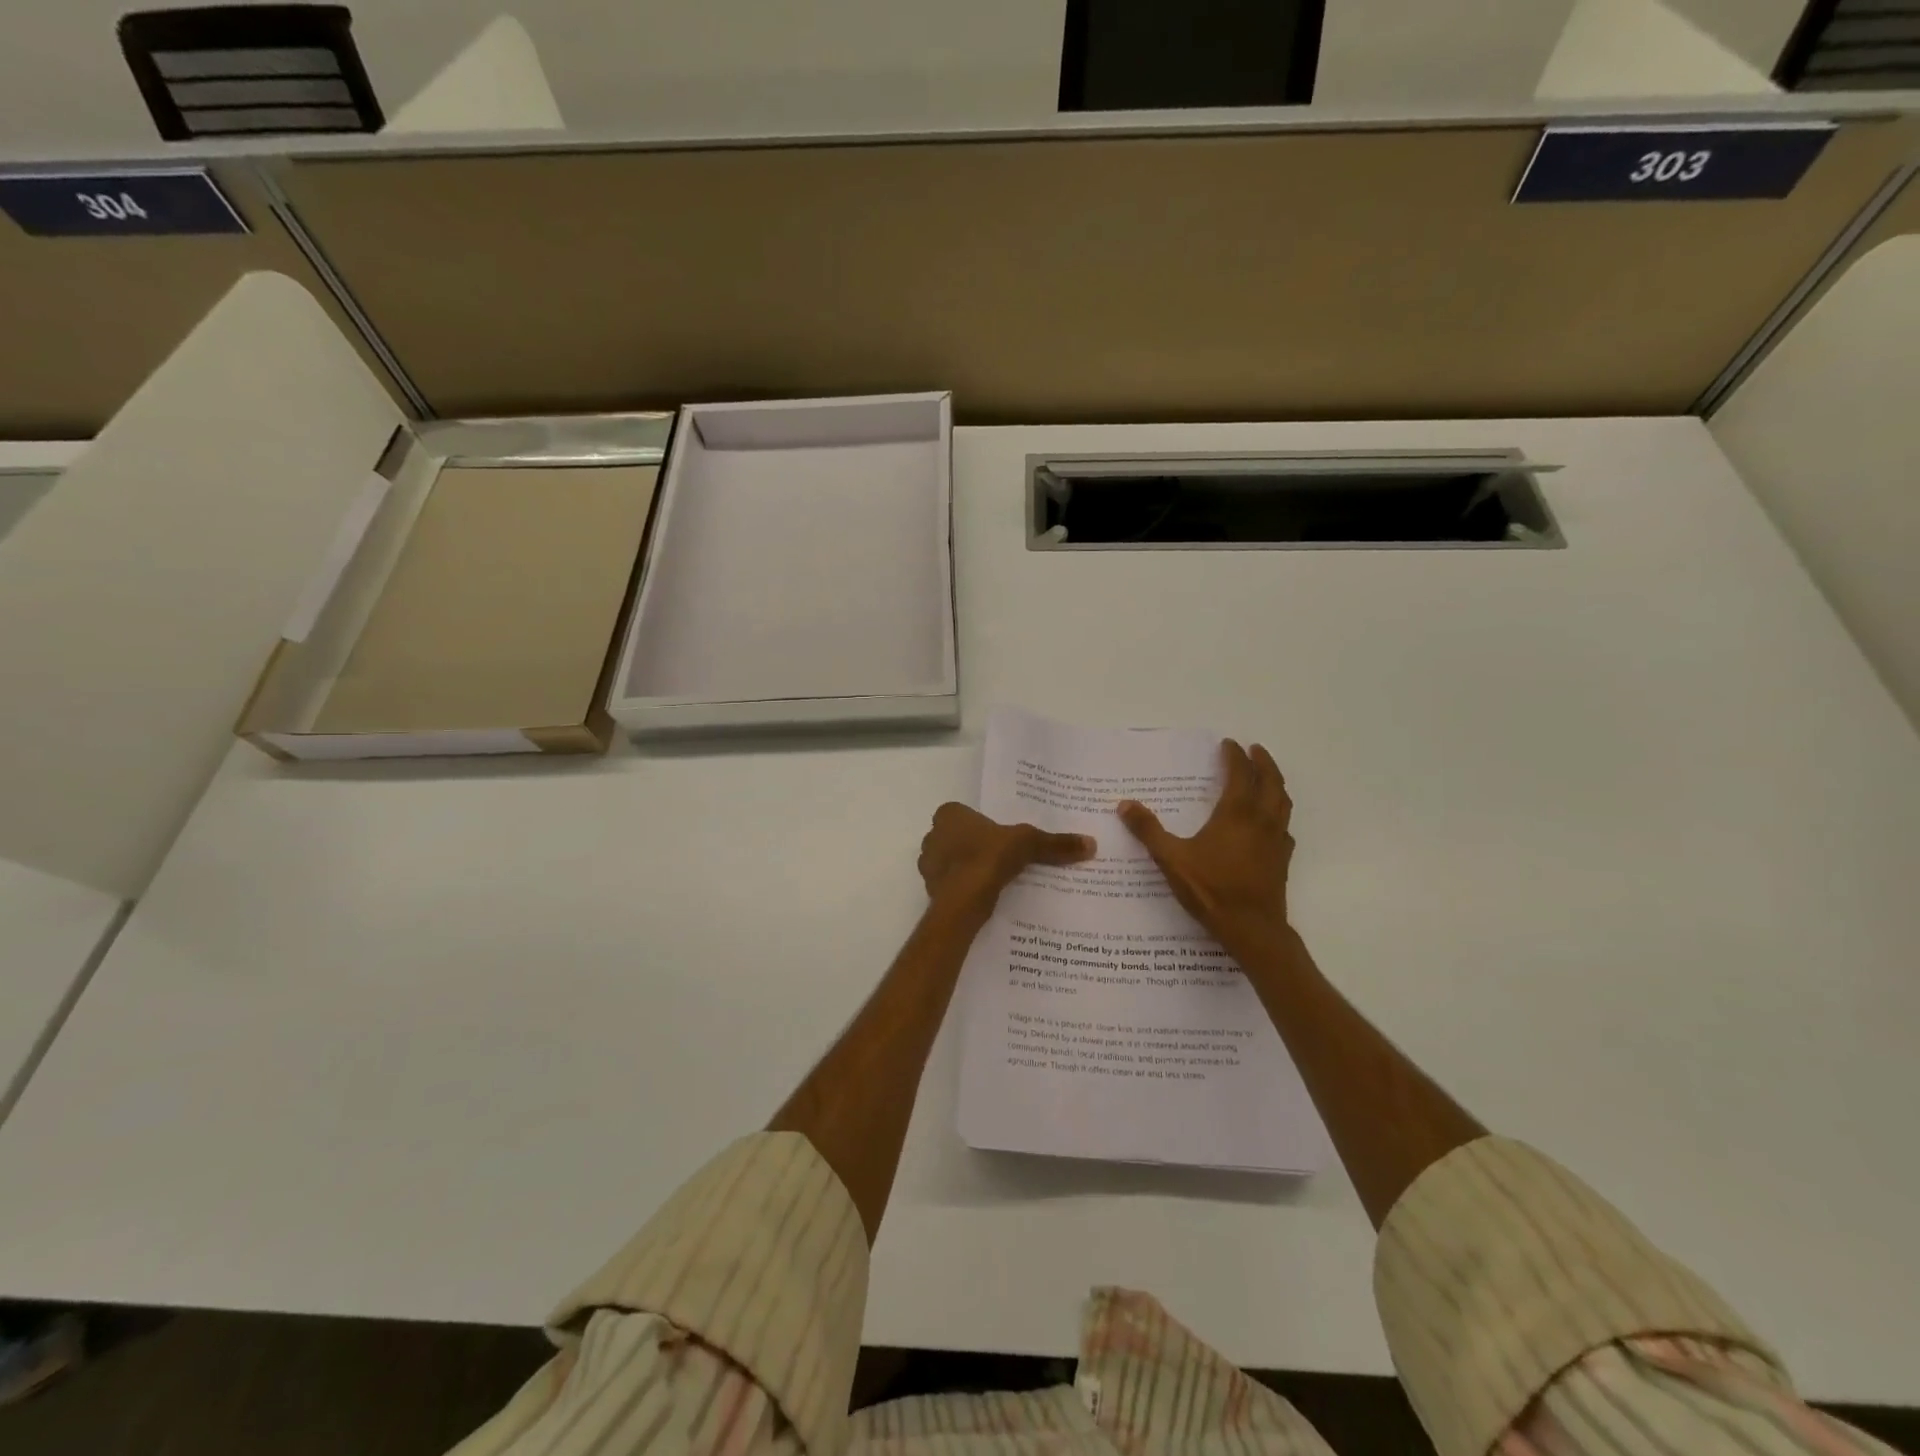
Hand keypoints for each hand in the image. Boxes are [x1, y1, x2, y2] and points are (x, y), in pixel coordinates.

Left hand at [918, 803, 1094, 915]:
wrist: (963, 901)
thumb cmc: (989, 858)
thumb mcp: (1028, 844)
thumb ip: (1055, 844)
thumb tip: (1091, 843)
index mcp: (949, 815)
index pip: (961, 813)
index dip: (978, 823)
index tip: (996, 835)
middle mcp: (932, 836)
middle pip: (954, 837)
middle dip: (971, 846)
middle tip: (997, 856)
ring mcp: (928, 865)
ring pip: (949, 862)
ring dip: (965, 868)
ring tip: (992, 878)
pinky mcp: (931, 890)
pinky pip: (949, 886)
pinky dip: (963, 889)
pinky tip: (982, 896)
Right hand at [1118, 740, 1293, 954]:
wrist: (1251, 928)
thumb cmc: (1211, 889)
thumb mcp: (1171, 858)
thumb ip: (1148, 830)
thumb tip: (1125, 804)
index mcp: (1237, 813)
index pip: (1240, 774)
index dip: (1234, 756)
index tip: (1228, 744)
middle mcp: (1262, 820)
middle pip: (1270, 782)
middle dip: (1263, 762)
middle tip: (1254, 750)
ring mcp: (1276, 840)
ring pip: (1283, 802)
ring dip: (1275, 784)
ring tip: (1266, 777)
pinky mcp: (1282, 860)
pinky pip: (1285, 827)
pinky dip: (1279, 814)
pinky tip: (1270, 823)